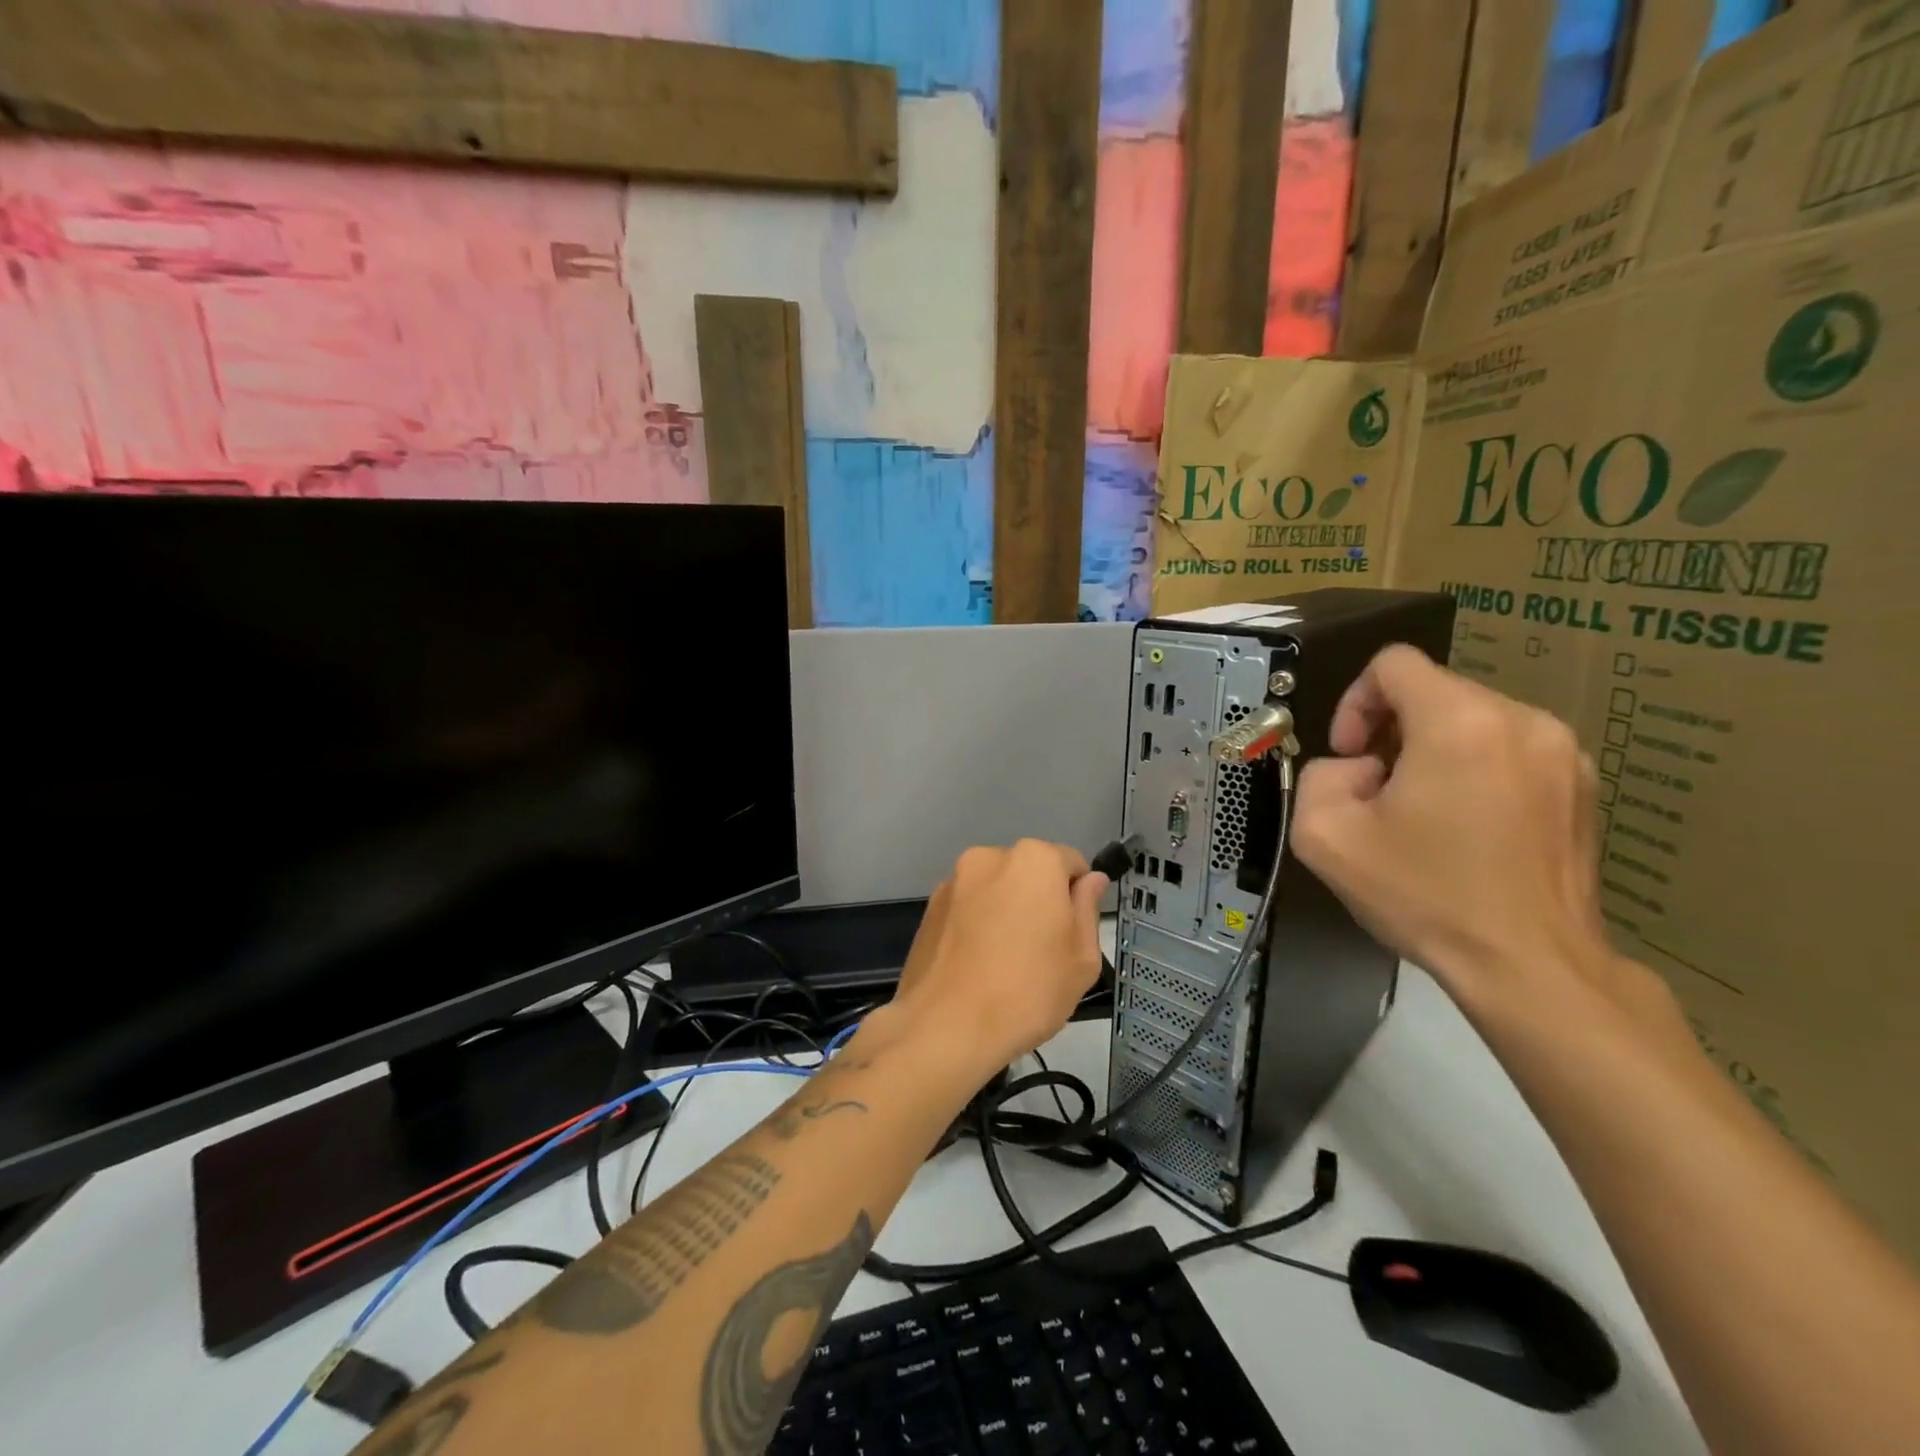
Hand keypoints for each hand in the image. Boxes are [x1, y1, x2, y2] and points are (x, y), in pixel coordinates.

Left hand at [890, 840, 1107, 1076]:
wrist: (945, 1026)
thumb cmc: (1028, 992)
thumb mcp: (1081, 958)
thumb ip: (1087, 909)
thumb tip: (1091, 880)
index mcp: (1034, 860)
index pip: (1071, 863)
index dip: (1078, 898)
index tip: (1073, 934)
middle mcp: (989, 857)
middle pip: (1029, 873)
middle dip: (1039, 901)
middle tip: (1042, 952)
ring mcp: (954, 881)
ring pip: (995, 889)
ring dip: (1005, 911)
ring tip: (1004, 963)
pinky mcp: (930, 907)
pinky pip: (967, 907)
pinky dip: (976, 924)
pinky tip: (977, 965)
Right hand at [1289, 645, 1630, 1018]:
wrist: (1531, 967)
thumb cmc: (1425, 896)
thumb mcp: (1324, 836)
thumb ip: (1319, 776)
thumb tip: (1362, 769)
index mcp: (1459, 722)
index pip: (1393, 664)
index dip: (1355, 702)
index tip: (1353, 757)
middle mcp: (1521, 720)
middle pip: (1433, 691)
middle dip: (1391, 732)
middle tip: (1378, 793)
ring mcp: (1564, 753)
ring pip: (1472, 721)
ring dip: (1433, 751)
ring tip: (1422, 814)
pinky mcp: (1585, 786)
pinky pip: (1510, 750)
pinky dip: (1476, 771)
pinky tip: (1467, 829)